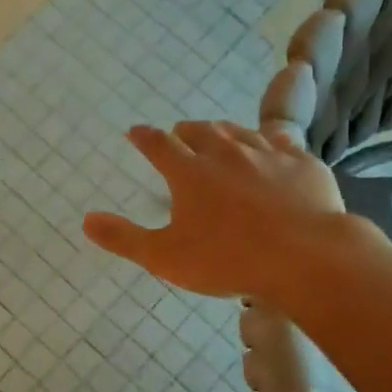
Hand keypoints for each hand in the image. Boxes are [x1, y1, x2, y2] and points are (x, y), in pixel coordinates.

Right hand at [83, 121, 364, 299]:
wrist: (306, 256)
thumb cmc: (228, 259)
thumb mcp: (164, 257)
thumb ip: (123, 238)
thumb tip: (86, 220)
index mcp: (190, 172)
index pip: (159, 145)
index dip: (144, 137)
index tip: (135, 132)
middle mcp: (226, 153)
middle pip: (200, 131)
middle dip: (185, 131)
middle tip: (178, 134)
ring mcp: (268, 154)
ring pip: (240, 132)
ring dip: (223, 131)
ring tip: (219, 135)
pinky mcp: (303, 164)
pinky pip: (281, 143)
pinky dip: (268, 142)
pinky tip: (271, 148)